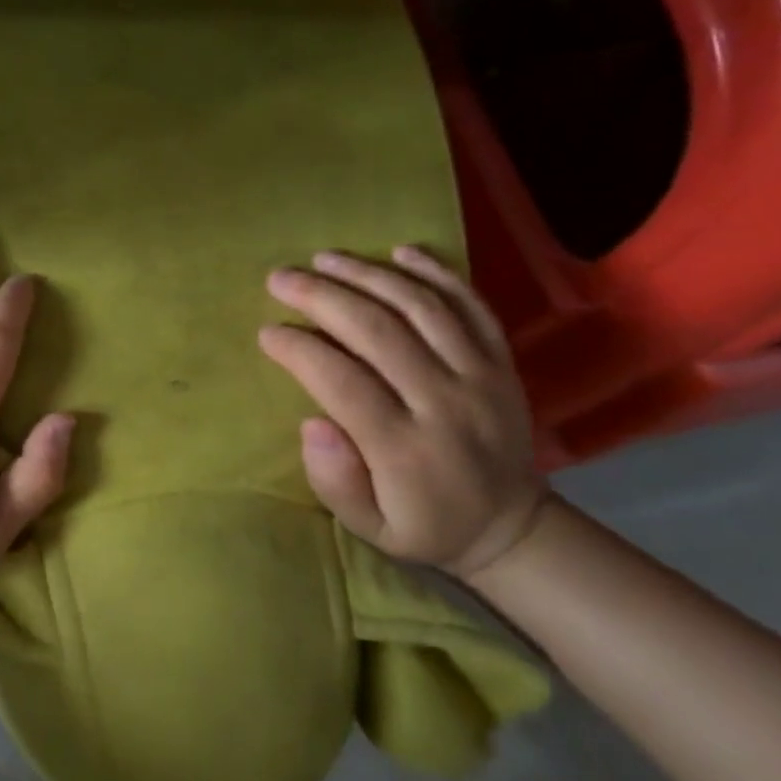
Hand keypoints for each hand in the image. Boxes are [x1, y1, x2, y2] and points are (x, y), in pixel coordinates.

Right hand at [258, 245, 546, 578]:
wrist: (512, 528)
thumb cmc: (424, 525)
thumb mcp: (369, 528)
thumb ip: (336, 482)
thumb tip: (313, 423)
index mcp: (406, 448)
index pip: (342, 381)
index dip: (299, 349)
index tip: (267, 332)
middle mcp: (446, 402)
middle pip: (378, 330)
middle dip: (321, 296)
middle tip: (279, 278)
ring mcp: (480, 376)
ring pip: (421, 307)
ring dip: (368, 274)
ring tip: (324, 258)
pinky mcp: (501, 362)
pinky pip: (471, 305)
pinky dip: (437, 272)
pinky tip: (399, 251)